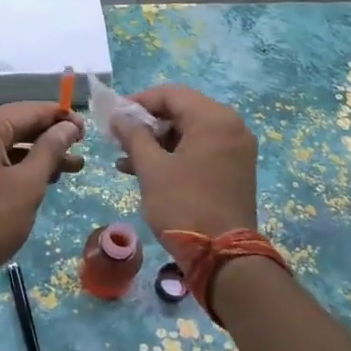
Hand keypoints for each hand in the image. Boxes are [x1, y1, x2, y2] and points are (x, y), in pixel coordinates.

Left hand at [0, 102, 84, 297]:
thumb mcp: (28, 183)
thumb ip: (51, 149)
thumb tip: (69, 126)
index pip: (29, 110)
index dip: (61, 117)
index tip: (87, 130)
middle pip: (17, 124)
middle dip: (51, 137)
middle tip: (81, 150)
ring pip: (8, 144)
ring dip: (39, 154)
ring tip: (73, 168)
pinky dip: (19, 166)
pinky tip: (44, 178)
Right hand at [115, 85, 256, 238]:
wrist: (223, 256)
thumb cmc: (184, 206)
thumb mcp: (151, 169)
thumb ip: (133, 136)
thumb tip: (118, 116)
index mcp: (214, 119)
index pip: (171, 94)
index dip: (138, 102)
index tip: (114, 116)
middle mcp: (231, 126)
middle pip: (182, 111)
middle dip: (147, 124)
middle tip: (119, 138)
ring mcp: (237, 148)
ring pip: (190, 132)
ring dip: (158, 142)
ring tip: (126, 160)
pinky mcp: (236, 168)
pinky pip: (201, 149)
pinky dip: (176, 155)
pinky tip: (147, 170)